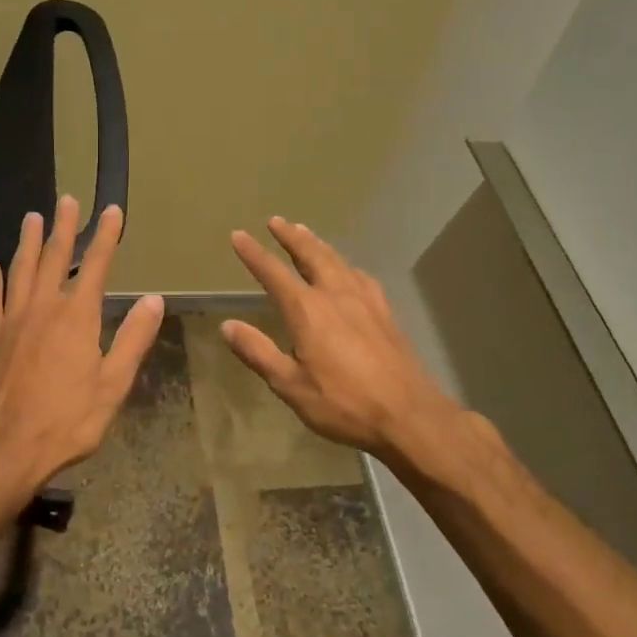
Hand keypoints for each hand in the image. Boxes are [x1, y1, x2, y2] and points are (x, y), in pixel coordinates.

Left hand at [0, 195, 163, 503]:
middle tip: (67, 200)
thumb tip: (154, 299)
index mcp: (76, 317)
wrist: (4, 449)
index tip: (112, 211)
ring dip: (27, 243)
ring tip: (32, 219)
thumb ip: (133, 339)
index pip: (97, 266)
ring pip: (20, 271)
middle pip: (54, 258)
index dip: (106, 236)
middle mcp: (42, 309)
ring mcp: (11, 322)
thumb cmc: (66, 421)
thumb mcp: (113, 385)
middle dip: (64, 228)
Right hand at [224, 218, 463, 465]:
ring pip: (337, 261)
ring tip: (306, 233)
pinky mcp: (386, 313)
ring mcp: (366, 301)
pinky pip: (361, 277)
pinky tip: (348, 270)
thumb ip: (258, 352)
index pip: (274, 273)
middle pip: (311, 255)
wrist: (409, 415)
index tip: (239, 235)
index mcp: (308, 310)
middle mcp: (336, 295)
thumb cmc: (343, 404)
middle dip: (291, 237)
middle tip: (277, 221)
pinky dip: (346, 265)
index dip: (254, 254)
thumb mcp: (290, 385)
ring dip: (318, 244)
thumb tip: (227, 326)